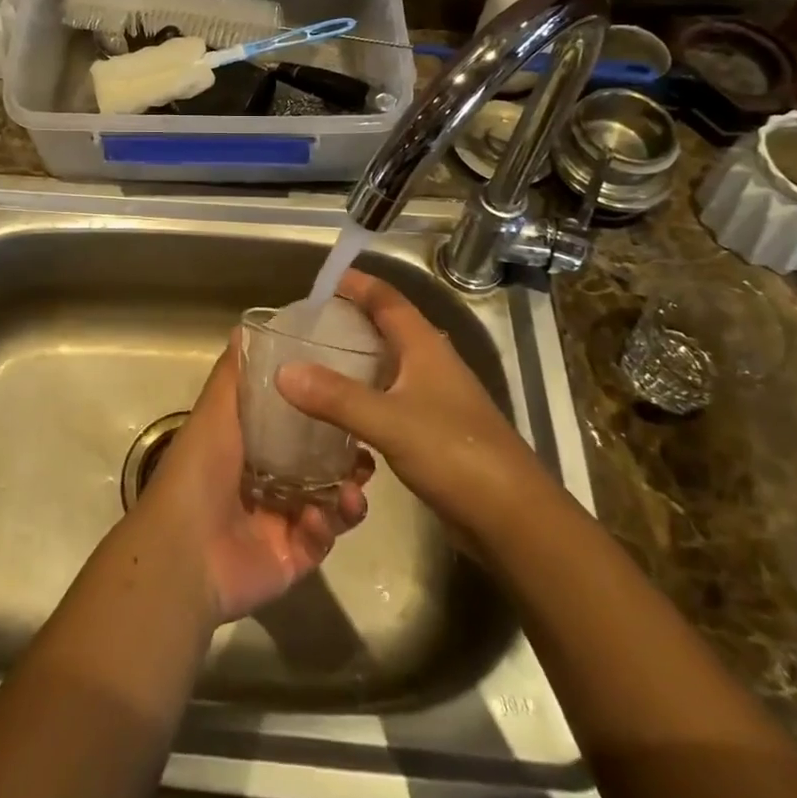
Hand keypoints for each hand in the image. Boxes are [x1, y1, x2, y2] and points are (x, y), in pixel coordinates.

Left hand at [131, 339, 370, 625]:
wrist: (186, 551)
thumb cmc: (200, 470)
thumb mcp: (215, 410)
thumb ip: (234, 373)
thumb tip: (244, 326)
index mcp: (249, 445)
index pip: (295, 423)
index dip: (322, 409)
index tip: (351, 392)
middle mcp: (268, 480)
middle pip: (319, 462)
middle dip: (347, 454)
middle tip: (367, 446)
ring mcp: (282, 520)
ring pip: (330, 500)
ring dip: (347, 491)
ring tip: (358, 484)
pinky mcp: (293, 556)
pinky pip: (322, 538)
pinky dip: (328, 526)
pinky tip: (322, 517)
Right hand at [275, 269, 540, 551]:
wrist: (513, 518)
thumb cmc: (455, 454)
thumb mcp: (389, 422)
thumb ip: (336, 397)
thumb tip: (283, 371)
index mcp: (425, 346)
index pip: (387, 299)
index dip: (357, 284)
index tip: (321, 279)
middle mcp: (431, 364)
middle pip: (388, 328)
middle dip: (351, 319)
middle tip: (308, 324)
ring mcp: (436, 398)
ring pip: (389, 365)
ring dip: (357, 360)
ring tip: (315, 364)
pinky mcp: (435, 431)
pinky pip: (391, 399)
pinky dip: (365, 397)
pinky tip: (340, 414)